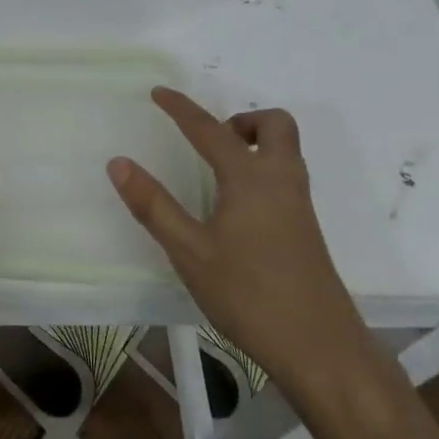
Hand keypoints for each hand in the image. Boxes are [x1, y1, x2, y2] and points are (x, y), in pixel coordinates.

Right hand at [107, 87, 367, 393]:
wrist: (319, 346)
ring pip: (285, 150)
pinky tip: (238, 207)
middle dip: (241, 120)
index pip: (210, 129)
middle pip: (274, 124)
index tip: (159, 92)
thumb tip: (119, 163)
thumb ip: (154, 205)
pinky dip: (263, 169)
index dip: (181, 108)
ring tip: (218, 171)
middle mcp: (281, 179)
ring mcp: (299, 203)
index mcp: (250, 177)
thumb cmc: (248, 294)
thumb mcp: (189, 252)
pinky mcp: (306, 227)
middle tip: (210, 142)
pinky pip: (286, 175)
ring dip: (254, 143)